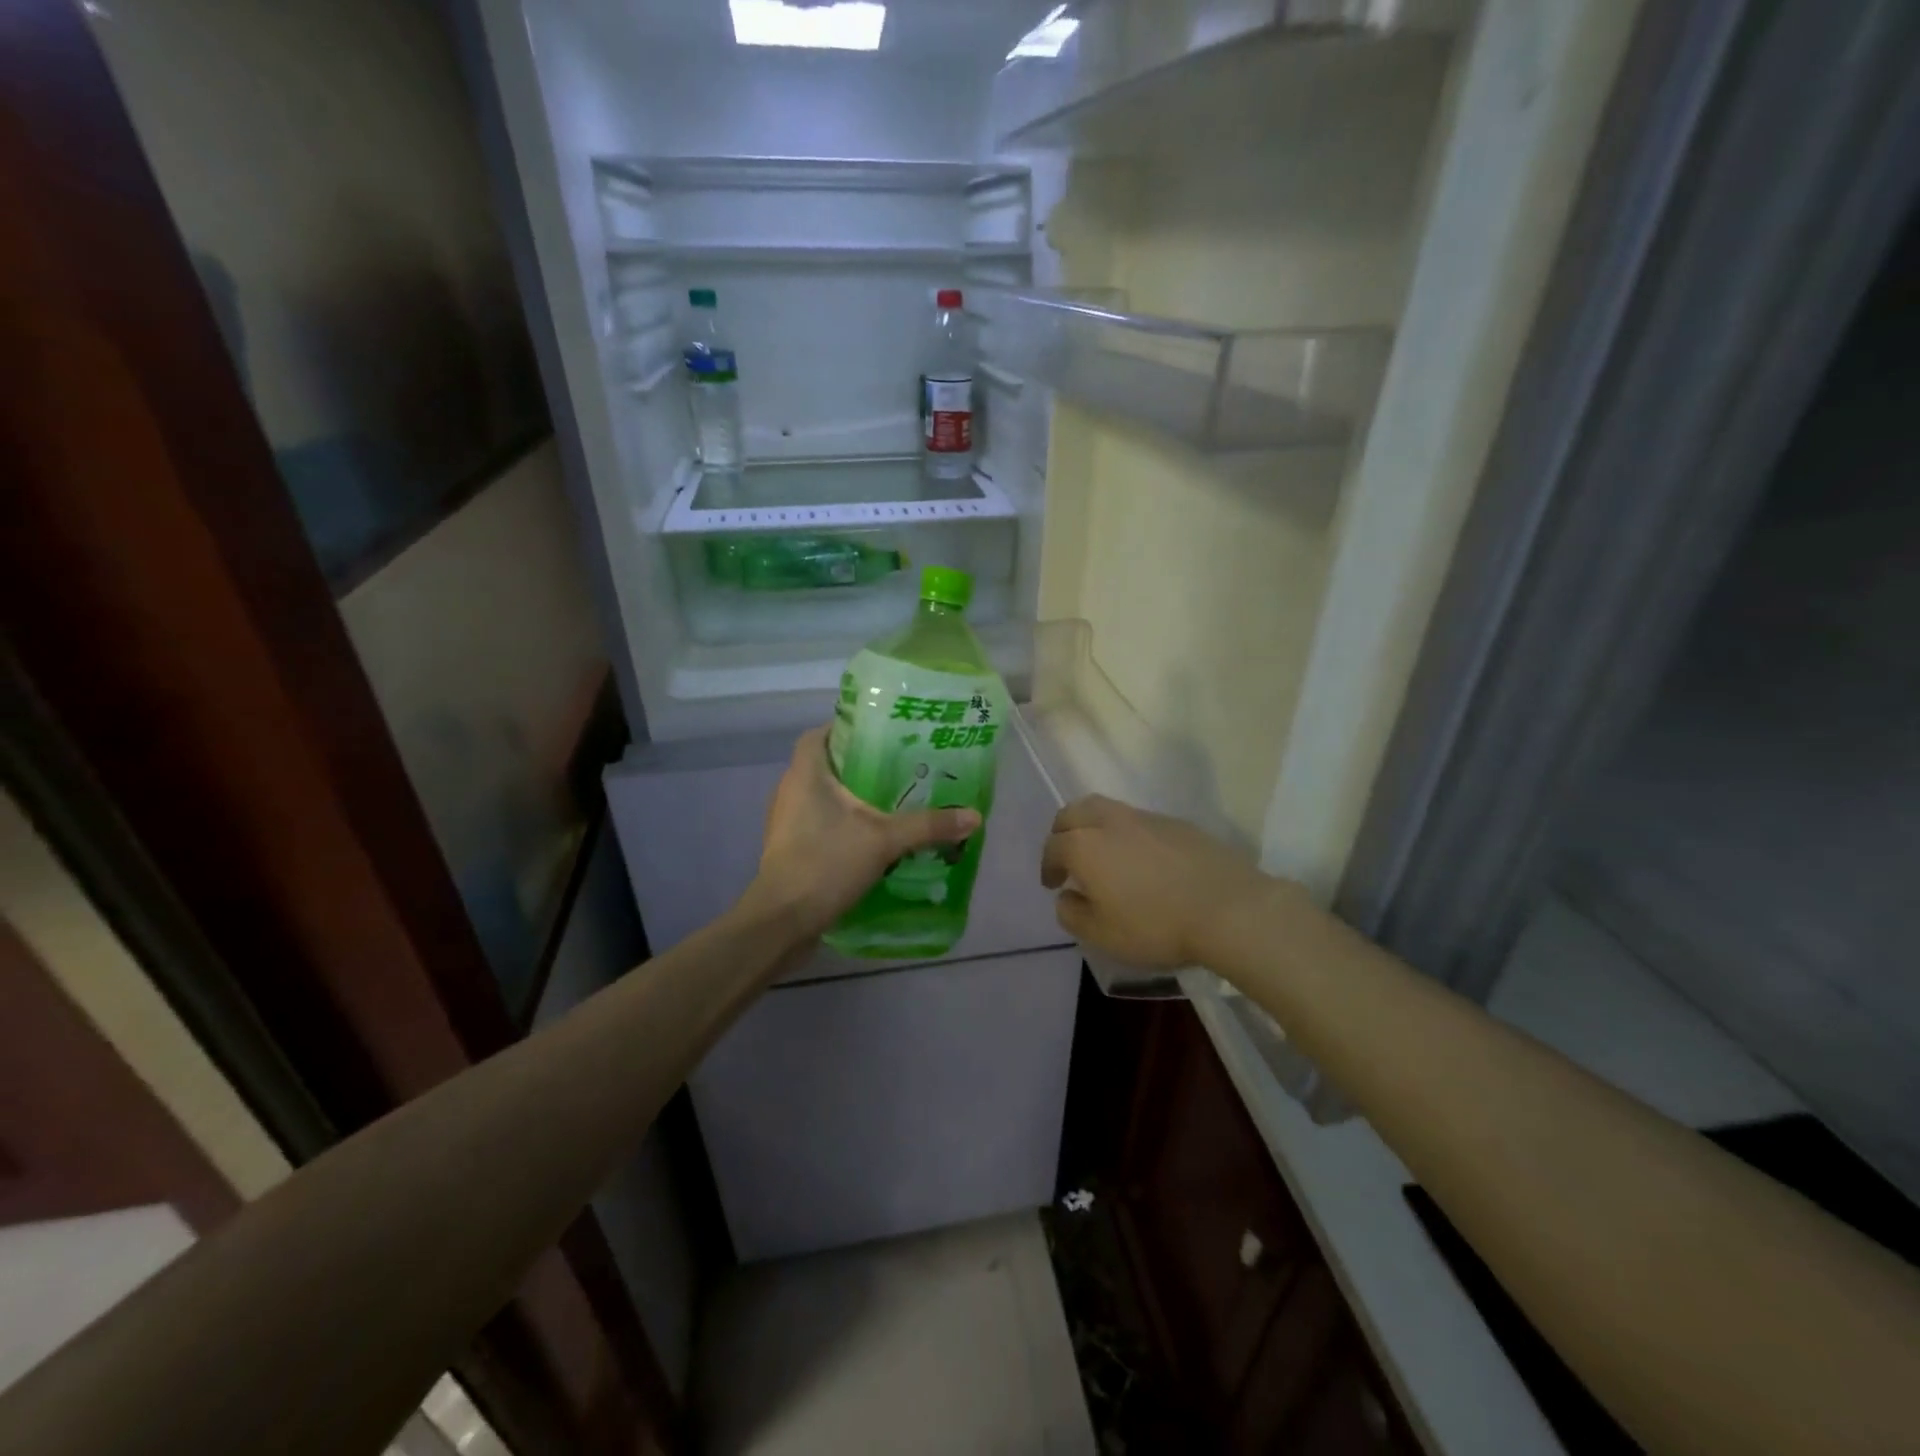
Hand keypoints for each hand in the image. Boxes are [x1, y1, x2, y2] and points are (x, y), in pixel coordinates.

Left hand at [749, 727, 980, 940]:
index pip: (820, 734)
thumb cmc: (825, 864)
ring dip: (854, 798)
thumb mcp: (884, 841)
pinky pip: (821, 824)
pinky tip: (875, 837)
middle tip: (901, 767)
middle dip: (861, 766)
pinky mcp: (791, 849)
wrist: (782, 922)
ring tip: (894, 801)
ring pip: (824, 798)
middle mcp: (791, 791)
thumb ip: (928, 826)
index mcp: (805, 774)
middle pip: (827, 765)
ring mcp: (788, 822)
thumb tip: (974, 816)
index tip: (882, 734)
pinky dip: (845, 825)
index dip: (847, 729)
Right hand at [1040, 795, 1271, 968]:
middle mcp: (1110, 822)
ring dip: (1096, 828)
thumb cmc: (1156, 925)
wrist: (1229, 909)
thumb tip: (1067, 896)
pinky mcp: (1177, 823)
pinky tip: (1141, 860)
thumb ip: (1073, 914)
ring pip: (1107, 810)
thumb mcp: (1102, 935)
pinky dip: (1127, 833)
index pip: (1053, 846)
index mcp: (1085, 846)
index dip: (1048, 865)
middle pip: (1075, 812)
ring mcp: (1146, 818)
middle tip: (1068, 856)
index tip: (1053, 884)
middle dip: (1064, 831)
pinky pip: (1139, 820)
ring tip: (1104, 856)